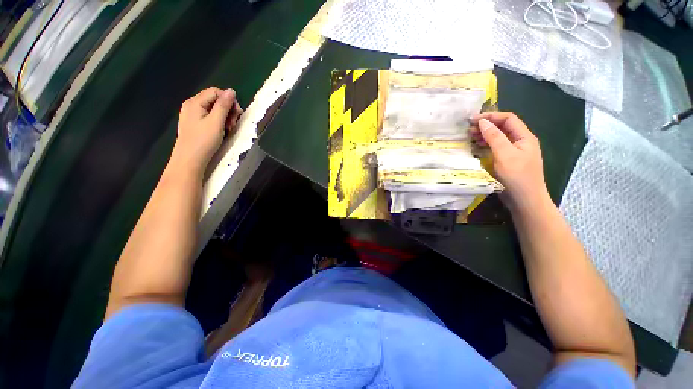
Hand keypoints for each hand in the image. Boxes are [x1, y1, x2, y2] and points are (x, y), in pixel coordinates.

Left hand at [171, 87, 242, 174]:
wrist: (189, 160)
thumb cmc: (203, 141)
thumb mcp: (216, 122)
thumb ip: (224, 105)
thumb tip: (231, 91)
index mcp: (195, 102)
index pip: (215, 92)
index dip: (229, 100)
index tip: (237, 114)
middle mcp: (192, 105)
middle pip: (214, 100)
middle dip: (227, 109)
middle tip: (233, 123)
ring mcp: (192, 115)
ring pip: (213, 109)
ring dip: (225, 117)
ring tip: (229, 129)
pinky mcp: (194, 124)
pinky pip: (209, 117)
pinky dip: (218, 122)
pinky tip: (222, 131)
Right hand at [470, 112, 549, 212]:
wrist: (525, 200)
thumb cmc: (517, 176)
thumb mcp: (504, 154)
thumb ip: (494, 137)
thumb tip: (483, 122)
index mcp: (524, 137)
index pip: (508, 119)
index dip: (491, 116)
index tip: (473, 120)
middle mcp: (520, 142)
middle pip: (503, 128)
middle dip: (486, 126)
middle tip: (468, 130)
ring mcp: (514, 152)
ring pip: (498, 138)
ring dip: (485, 135)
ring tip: (470, 138)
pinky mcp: (507, 161)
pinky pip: (496, 148)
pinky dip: (486, 146)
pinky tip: (476, 148)